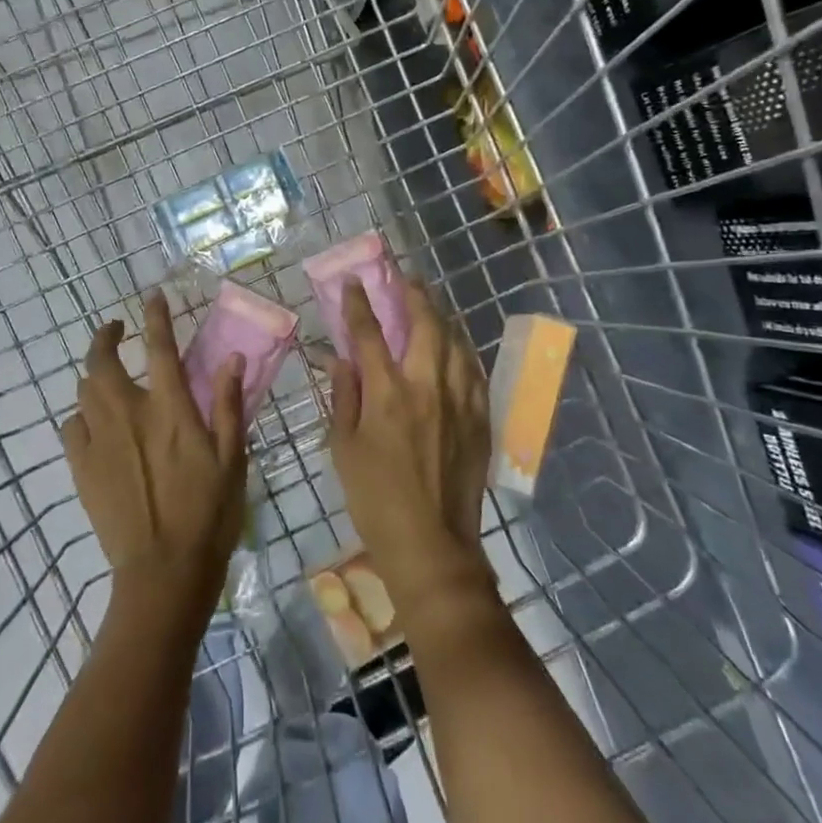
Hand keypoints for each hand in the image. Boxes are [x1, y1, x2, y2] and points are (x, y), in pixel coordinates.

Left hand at [65, 291, 247, 620]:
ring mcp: (100, 440)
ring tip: (105, 373)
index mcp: (170, 408)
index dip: (155, 316)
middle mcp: (129, 413)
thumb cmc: (209, 513)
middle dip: (105, 336)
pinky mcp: (82, 467)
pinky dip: (81, 414)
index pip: (159, 347)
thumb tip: (231, 357)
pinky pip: (72, 426)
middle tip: (115, 329)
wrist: (163, 571)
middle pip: (103, 360)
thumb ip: (227, 404)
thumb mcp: (232, 457)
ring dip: (94, 373)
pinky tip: (93, 421)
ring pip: (84, 390)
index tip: (151, 297)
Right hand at [328, 279, 492, 616]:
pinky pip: (474, 371)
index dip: (358, 304)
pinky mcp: (480, 418)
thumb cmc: (375, 498)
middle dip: (413, 295)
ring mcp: (459, 401)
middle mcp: (426, 386)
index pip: (369, 334)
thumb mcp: (343, 448)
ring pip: (455, 342)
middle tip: (406, 278)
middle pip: (424, 325)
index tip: (353, 282)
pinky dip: (463, 350)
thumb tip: (341, 359)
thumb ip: (343, 397)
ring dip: (442, 316)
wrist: (430, 543)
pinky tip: (458, 345)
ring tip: (433, 302)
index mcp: (387, 393)